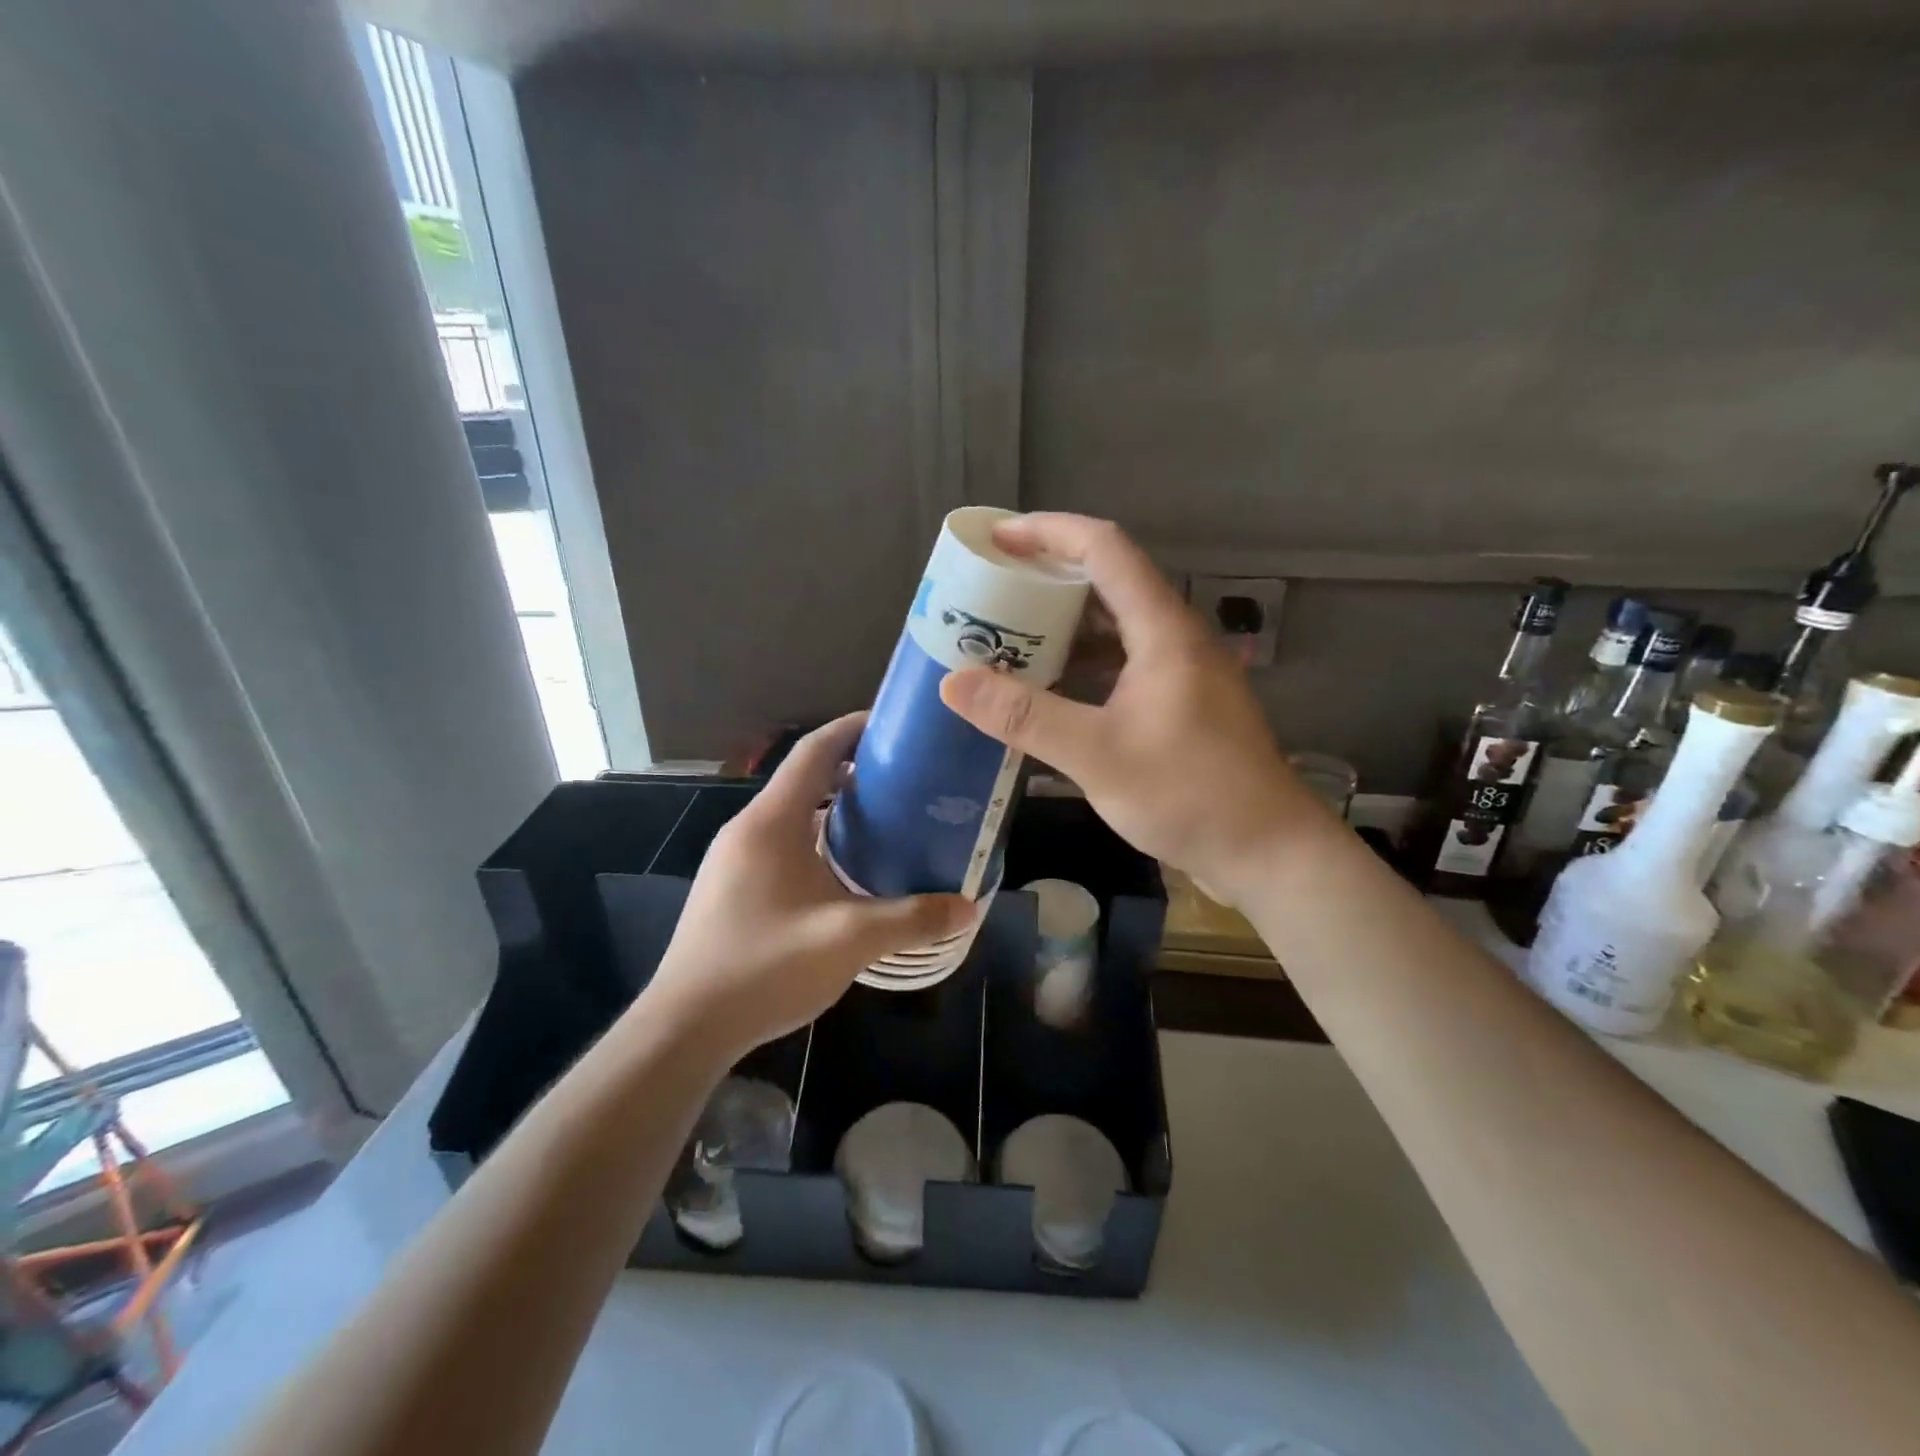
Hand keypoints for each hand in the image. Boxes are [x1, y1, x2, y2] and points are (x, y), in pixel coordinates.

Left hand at [639, 714, 975, 1059]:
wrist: (686, 1026)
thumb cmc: (765, 967)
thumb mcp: (849, 940)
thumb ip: (912, 918)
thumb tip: (968, 905)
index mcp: (772, 821)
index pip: (815, 750)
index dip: (853, 728)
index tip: (895, 724)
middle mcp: (749, 828)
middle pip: (805, 778)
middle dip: (854, 770)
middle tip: (906, 779)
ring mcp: (734, 858)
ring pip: (793, 814)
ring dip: (835, 808)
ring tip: (886, 821)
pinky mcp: (732, 887)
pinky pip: (781, 843)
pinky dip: (817, 838)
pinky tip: (846, 872)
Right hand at [939, 514, 1333, 906]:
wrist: (1267, 851)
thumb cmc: (1190, 794)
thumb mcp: (1097, 754)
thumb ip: (1025, 716)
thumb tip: (953, 682)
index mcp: (1162, 630)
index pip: (1105, 549)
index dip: (1049, 532)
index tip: (998, 538)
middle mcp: (1174, 638)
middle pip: (1107, 583)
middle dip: (1046, 580)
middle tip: (991, 593)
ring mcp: (1180, 672)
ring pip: (1114, 627)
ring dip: (1062, 627)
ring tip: (1007, 637)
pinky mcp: (1180, 704)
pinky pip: (1121, 664)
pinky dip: (1081, 666)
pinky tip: (1048, 689)